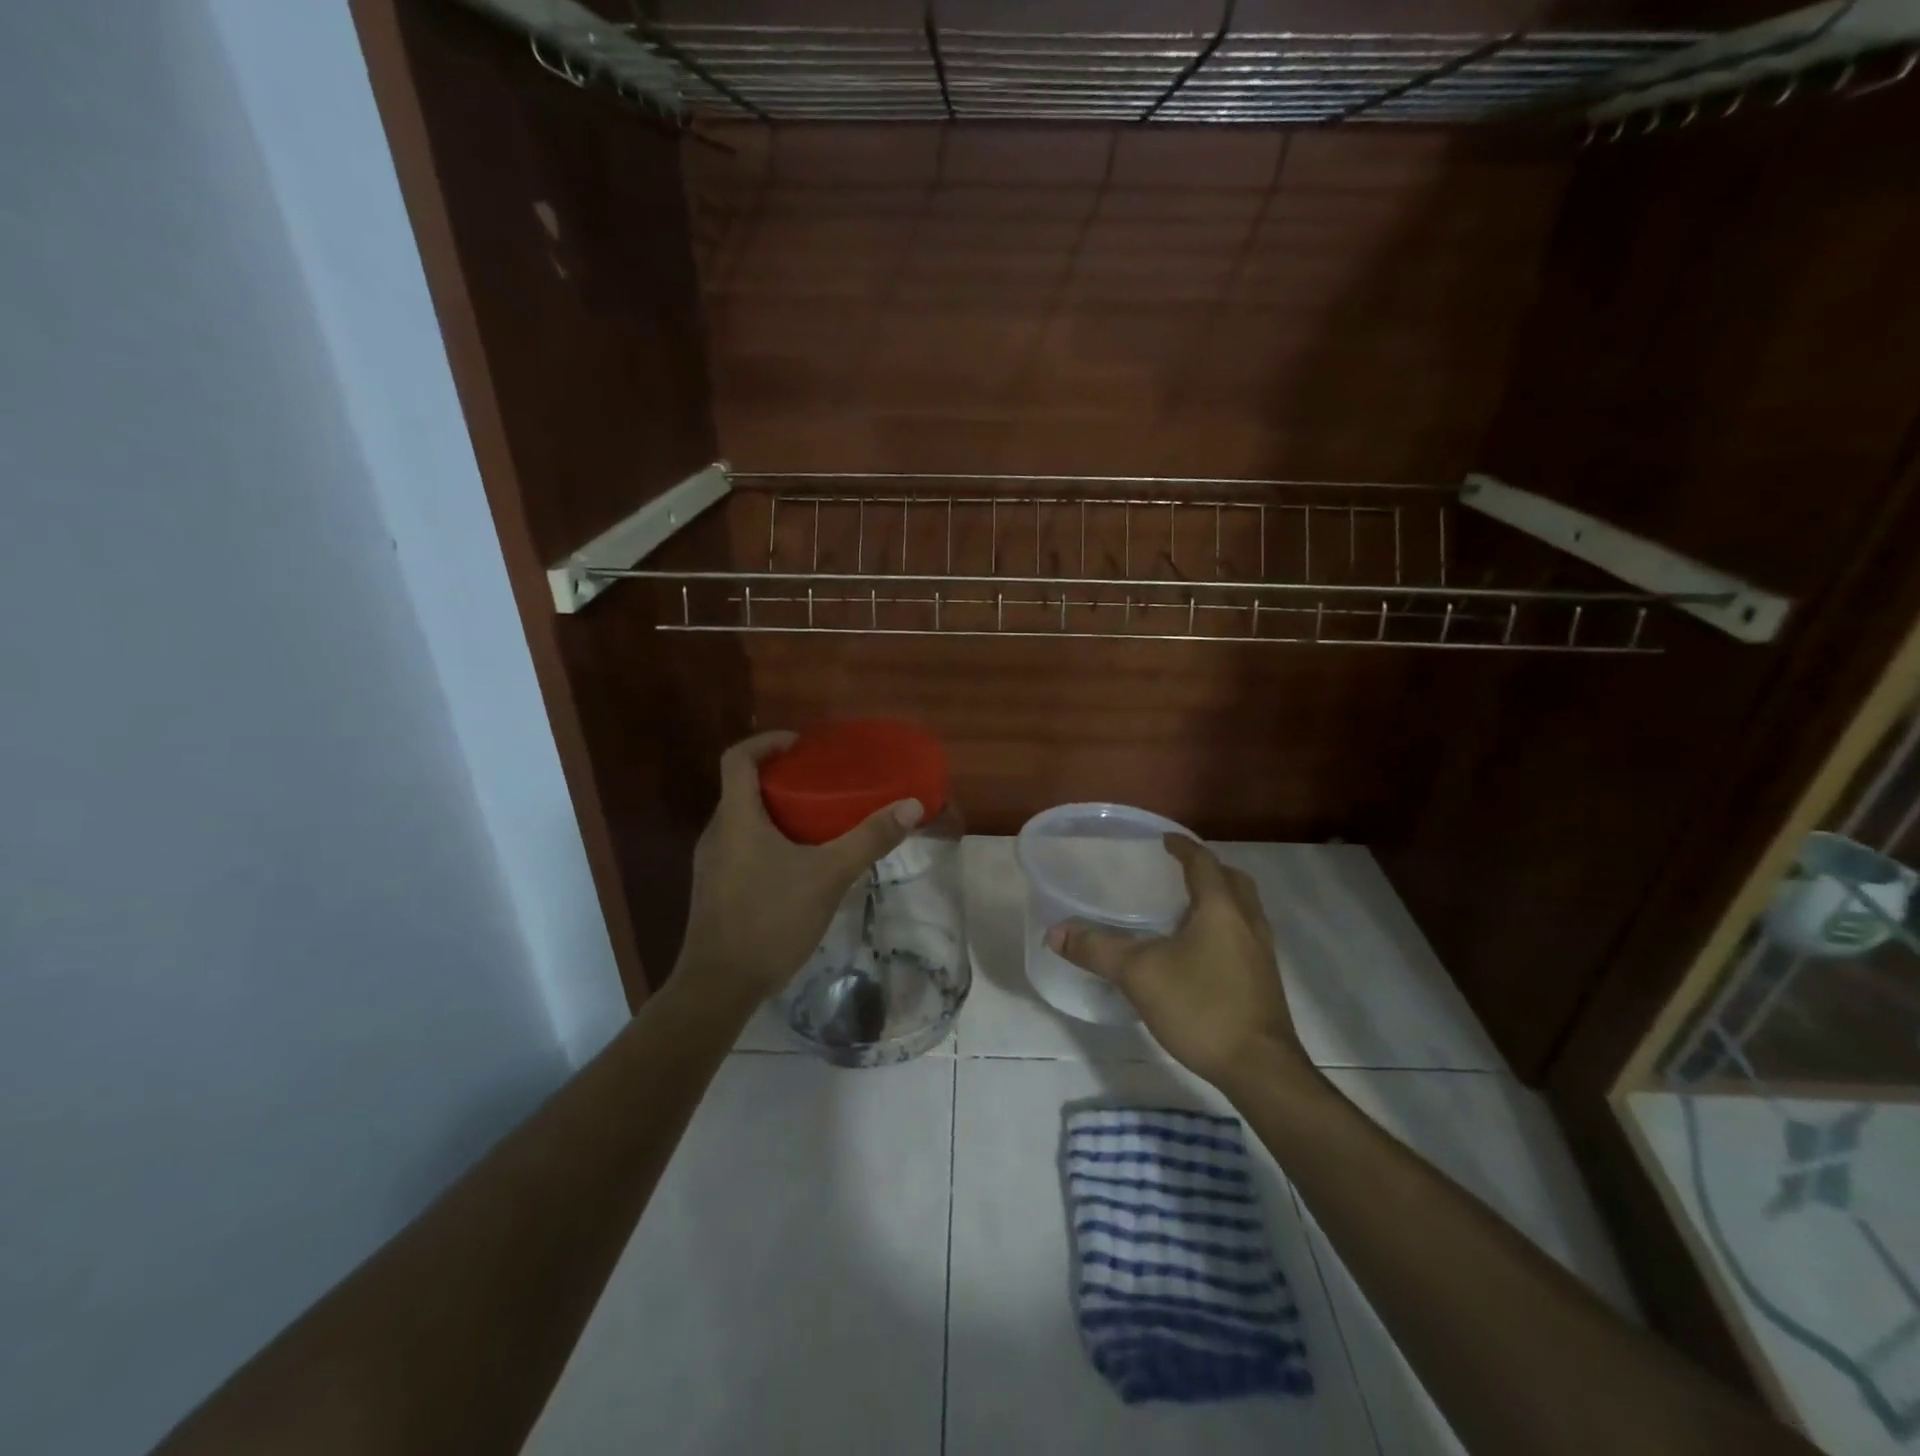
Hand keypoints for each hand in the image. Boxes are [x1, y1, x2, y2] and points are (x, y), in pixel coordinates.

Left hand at [677, 731, 923, 1007]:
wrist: (718, 987)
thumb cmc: (769, 920)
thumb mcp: (828, 876)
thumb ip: (869, 839)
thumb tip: (911, 805)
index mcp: (736, 818)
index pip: (739, 758)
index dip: (768, 741)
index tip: (802, 745)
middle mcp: (717, 833)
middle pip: (743, 788)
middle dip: (781, 778)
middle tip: (822, 783)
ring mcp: (711, 864)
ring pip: (743, 820)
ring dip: (776, 812)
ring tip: (817, 821)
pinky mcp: (715, 890)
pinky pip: (742, 848)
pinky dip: (768, 840)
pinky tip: (799, 866)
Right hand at [1047, 836, 1311, 1093]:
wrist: (1260, 1069)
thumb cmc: (1201, 1008)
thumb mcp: (1139, 975)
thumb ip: (1097, 950)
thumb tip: (1056, 933)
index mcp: (1220, 908)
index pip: (1202, 862)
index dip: (1182, 847)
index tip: (1164, 839)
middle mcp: (1248, 922)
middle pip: (1232, 880)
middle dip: (1207, 870)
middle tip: (1177, 871)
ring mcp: (1262, 952)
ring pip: (1243, 909)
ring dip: (1219, 898)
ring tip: (1186, 909)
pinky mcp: (1265, 980)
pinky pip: (1245, 935)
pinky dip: (1225, 927)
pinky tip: (1200, 951)